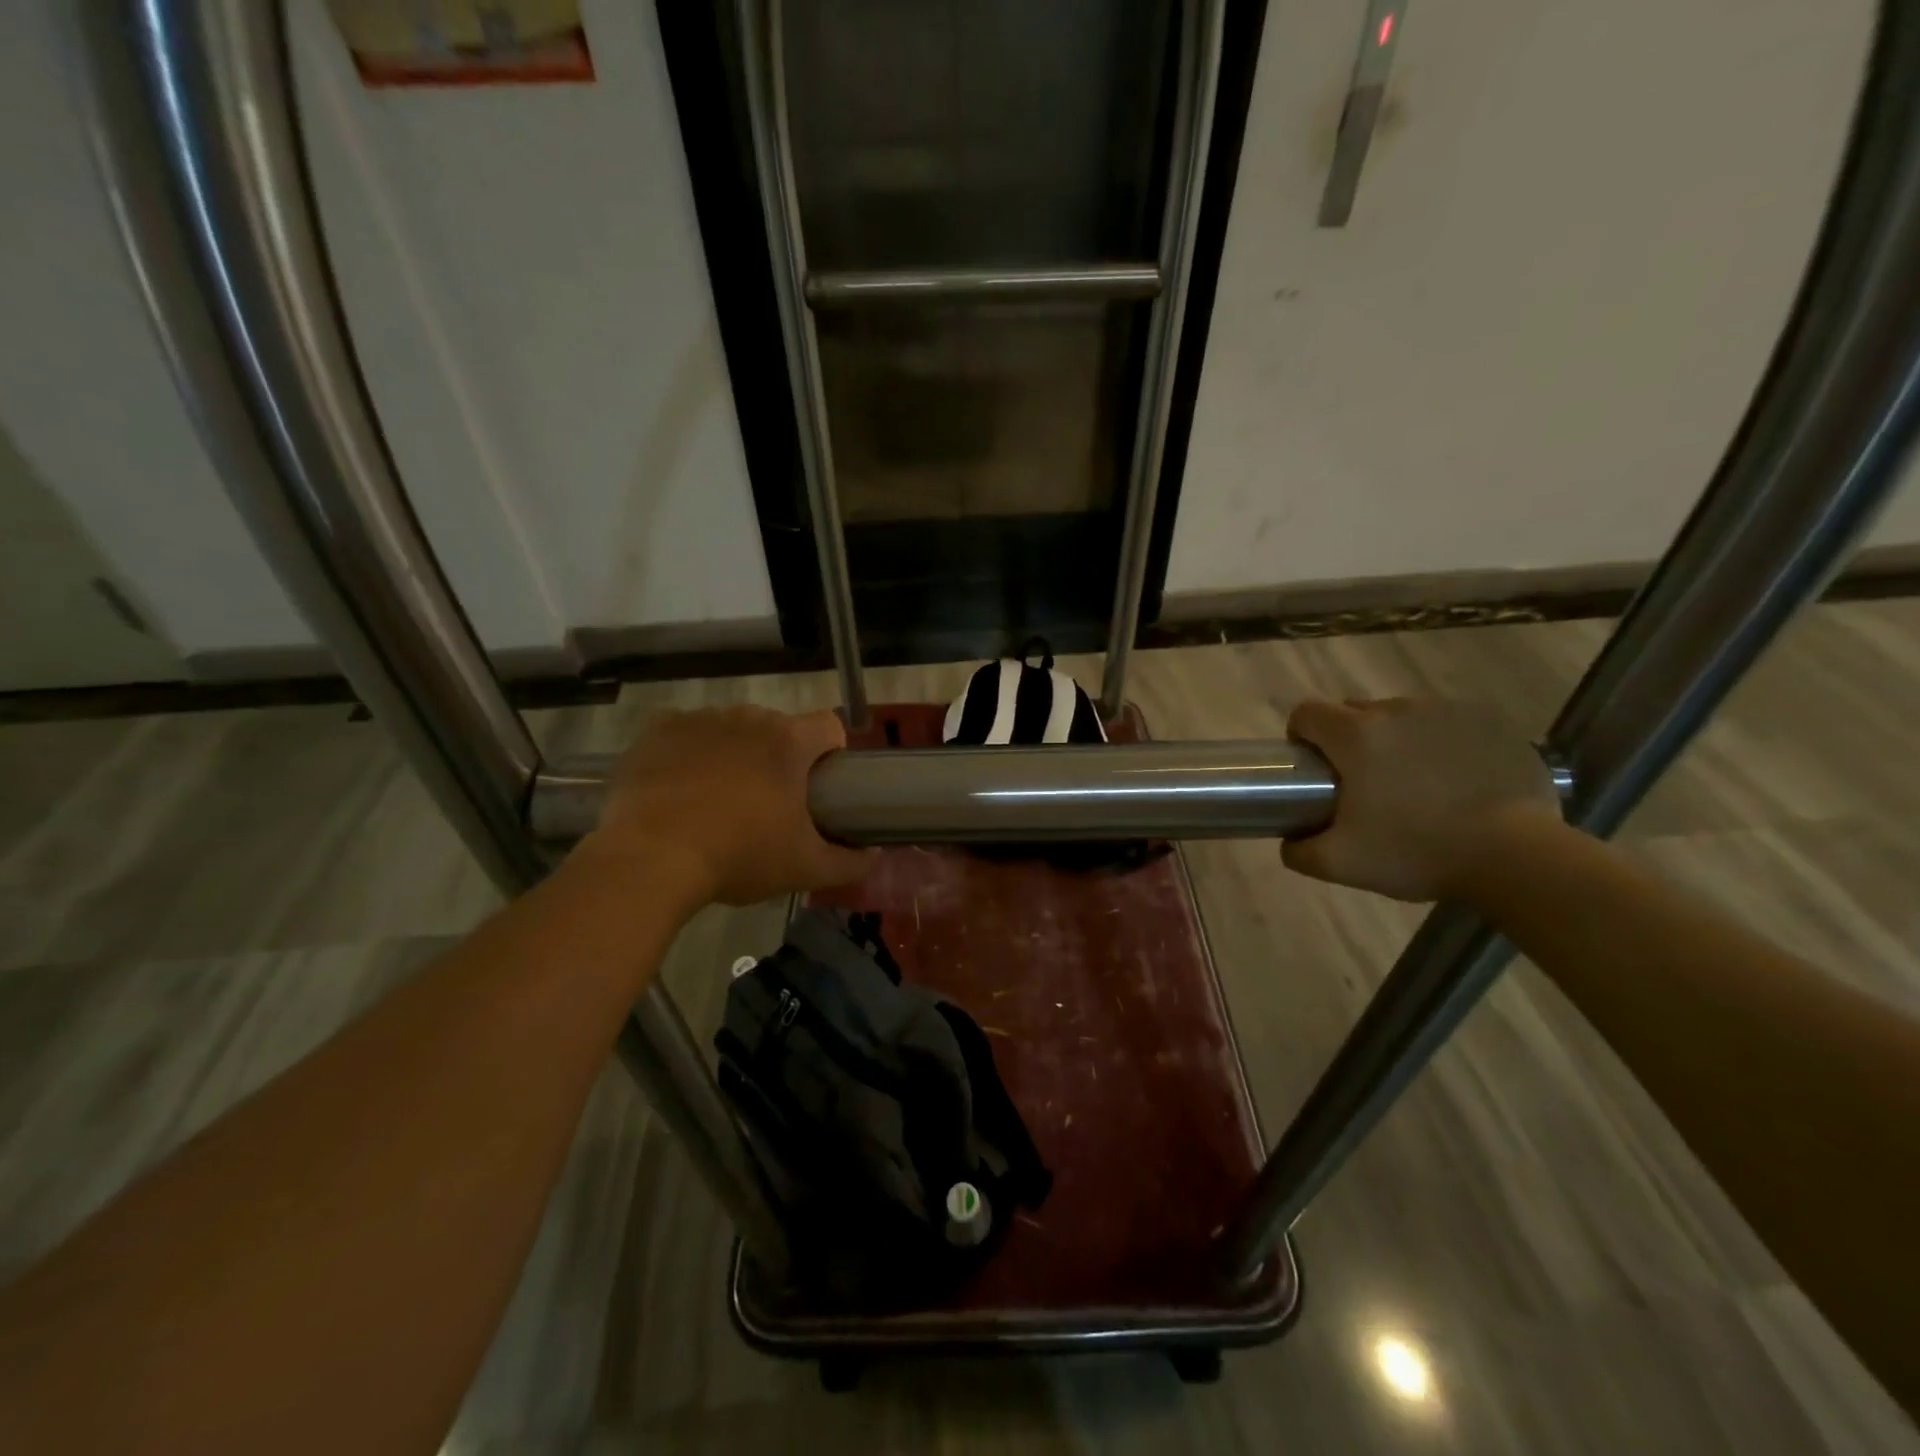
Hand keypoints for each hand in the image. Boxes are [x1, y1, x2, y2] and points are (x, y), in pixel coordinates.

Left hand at [582, 706, 871, 906]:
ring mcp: (700, 719)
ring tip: (717, 799)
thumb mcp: (804, 869)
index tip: (819, 786)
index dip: (831, 752)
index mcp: (789, 742)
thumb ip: (850, 862)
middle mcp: (748, 717)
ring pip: (731, 729)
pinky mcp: (657, 730)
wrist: (649, 859)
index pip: (829, 726)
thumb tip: (874, 856)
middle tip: (766, 804)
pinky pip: (685, 731)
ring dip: (734, 753)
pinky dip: (689, 751)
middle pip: (778, 729)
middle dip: (778, 758)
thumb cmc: (738, 857)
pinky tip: (680, 786)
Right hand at [1282, 697, 1563, 901]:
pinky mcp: (1490, 722)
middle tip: (1362, 784)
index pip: (1307, 712)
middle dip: (1348, 740)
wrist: (1517, 856)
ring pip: (1402, 717)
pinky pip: (1448, 725)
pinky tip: (1454, 782)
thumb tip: (1289, 841)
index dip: (1301, 735)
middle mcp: (1397, 711)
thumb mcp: (1341, 864)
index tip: (1312, 766)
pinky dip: (1440, 745)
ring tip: (1414, 785)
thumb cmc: (1417, 852)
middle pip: (1354, 711)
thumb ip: (1299, 851)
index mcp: (1355, 735)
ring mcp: (1447, 713)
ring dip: (1396, 741)